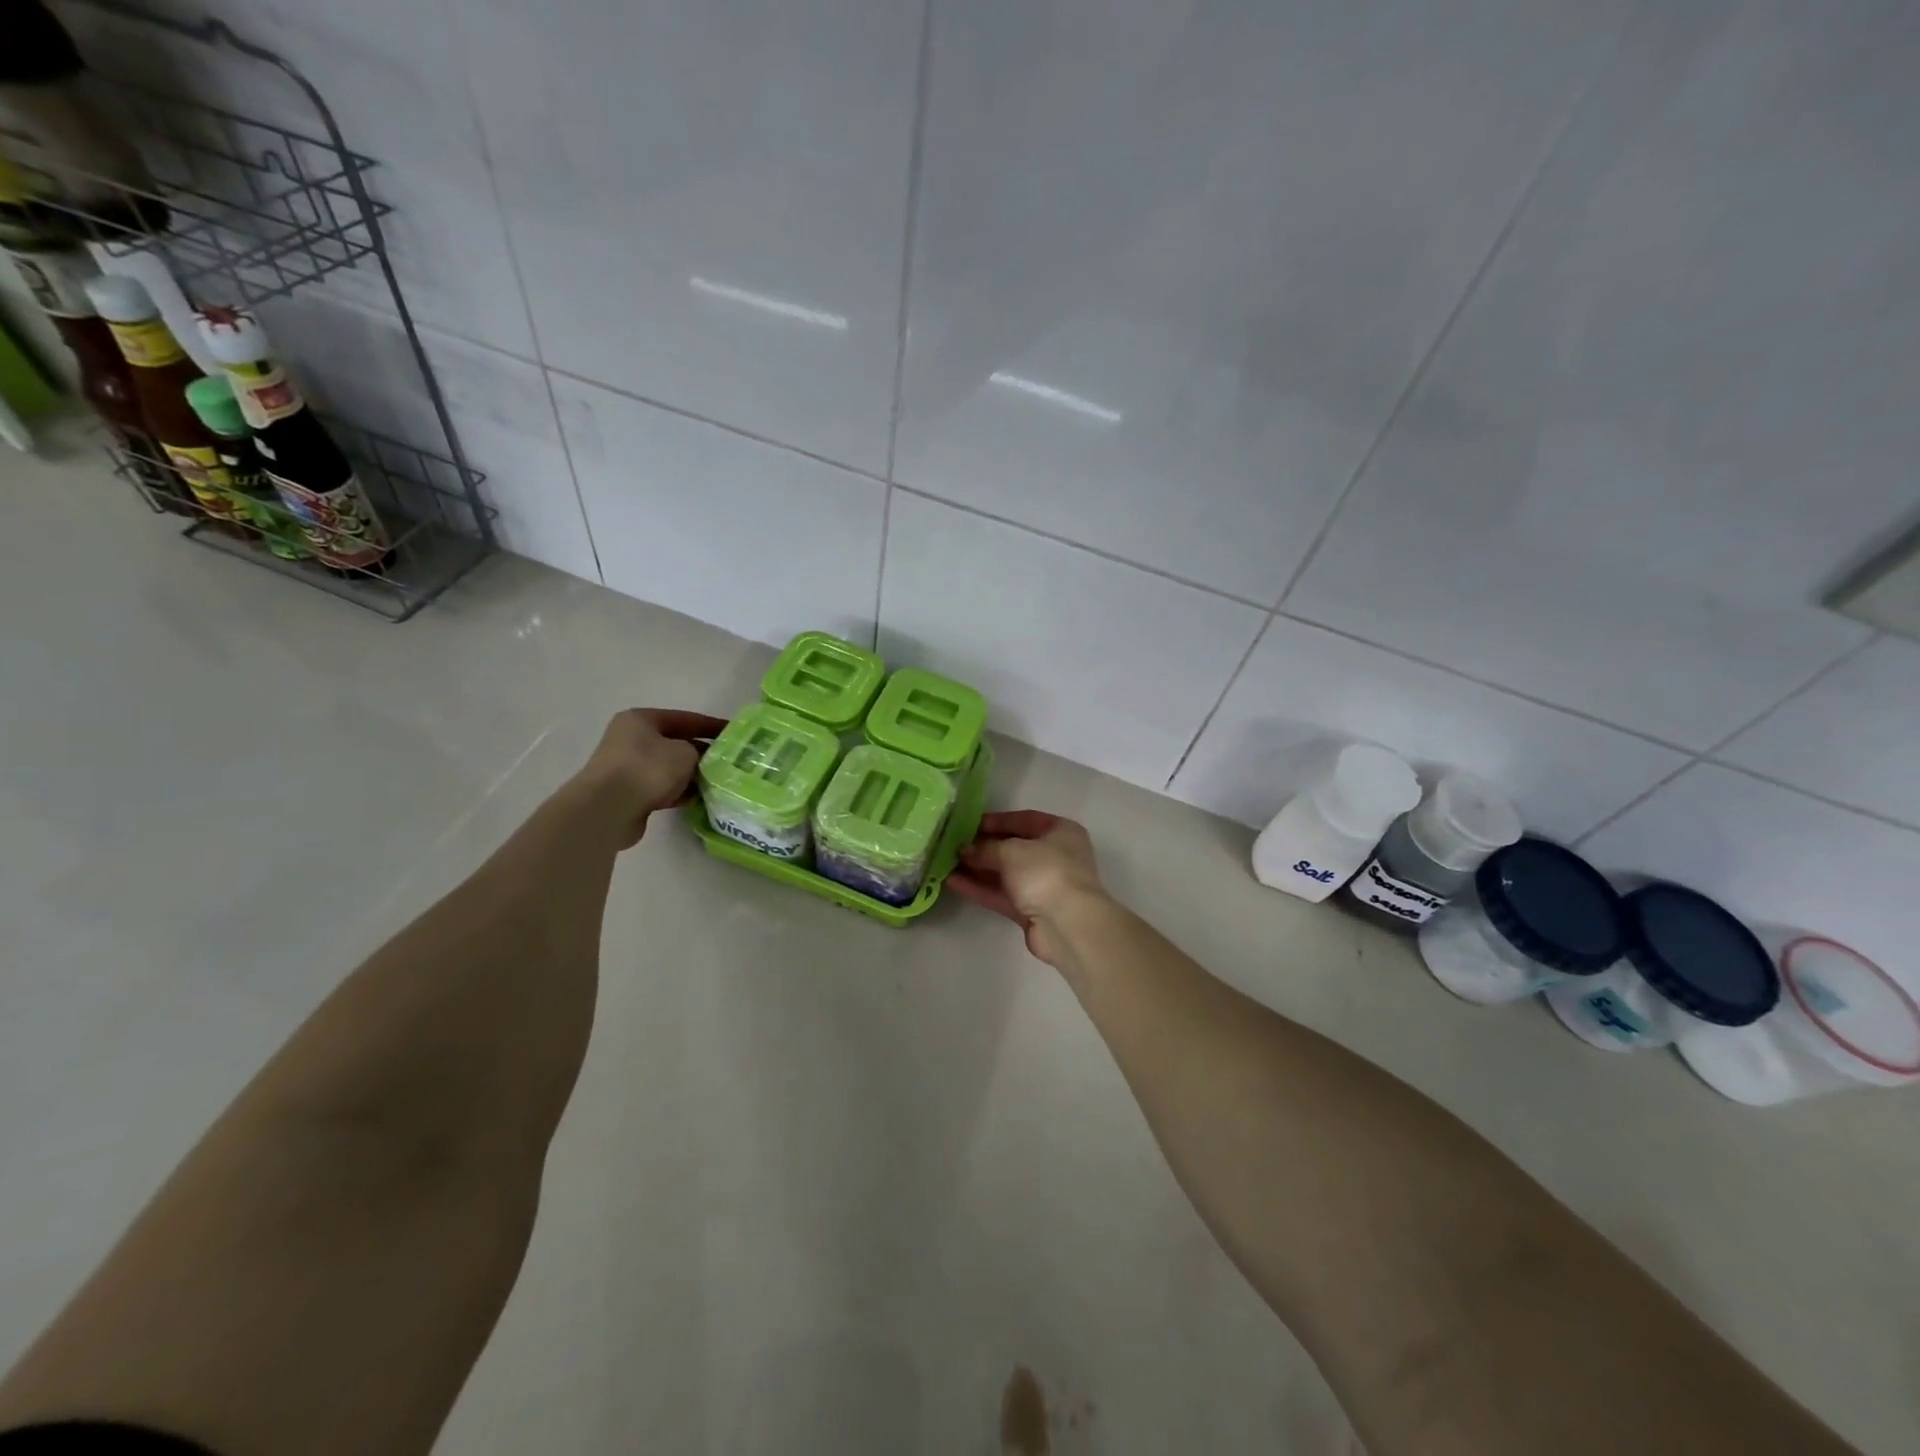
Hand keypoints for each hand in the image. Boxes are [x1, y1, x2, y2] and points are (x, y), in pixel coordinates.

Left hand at [571, 708, 728, 848]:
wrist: (608, 809)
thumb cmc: (648, 769)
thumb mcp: (685, 753)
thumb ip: (699, 752)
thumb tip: (701, 760)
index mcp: (641, 720)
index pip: (685, 718)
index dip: (711, 725)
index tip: (734, 733)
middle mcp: (631, 739)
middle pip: (676, 743)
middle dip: (702, 753)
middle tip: (729, 762)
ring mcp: (628, 767)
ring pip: (669, 768)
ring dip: (691, 775)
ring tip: (718, 782)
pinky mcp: (629, 793)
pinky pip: (662, 788)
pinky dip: (679, 792)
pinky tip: (699, 798)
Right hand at [946, 811, 1108, 967]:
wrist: (1067, 924)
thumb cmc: (1045, 872)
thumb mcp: (1012, 851)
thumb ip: (986, 848)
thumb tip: (965, 850)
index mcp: (1061, 832)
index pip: (1025, 820)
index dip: (997, 820)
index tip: (969, 823)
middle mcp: (1055, 856)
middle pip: (1014, 847)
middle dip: (984, 847)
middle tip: (953, 844)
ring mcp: (1043, 885)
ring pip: (1006, 873)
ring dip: (978, 869)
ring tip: (946, 863)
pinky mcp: (1031, 910)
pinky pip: (1002, 894)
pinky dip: (980, 888)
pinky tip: (953, 882)